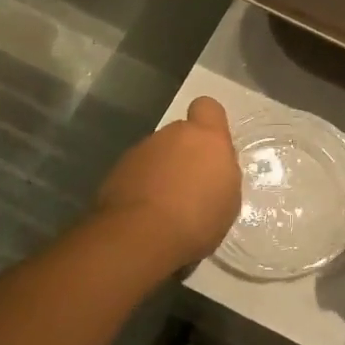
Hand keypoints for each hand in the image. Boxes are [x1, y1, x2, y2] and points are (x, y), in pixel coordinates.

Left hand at [93, 97, 240, 269]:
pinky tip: (145, 215)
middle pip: (180, 135)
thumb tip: (210, 168)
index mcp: (205, 137)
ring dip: (161, 173)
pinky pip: (136, 174)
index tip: (211, 147)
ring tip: (166, 207)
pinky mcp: (116, 171)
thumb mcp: (228, 198)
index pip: (208, 107)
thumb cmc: (197, 218)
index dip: (209, 123)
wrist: (140, 237)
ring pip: (156, 155)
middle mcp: (170, 135)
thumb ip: (220, 172)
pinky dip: (141, 188)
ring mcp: (140, 151)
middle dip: (184, 155)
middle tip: (190, 188)